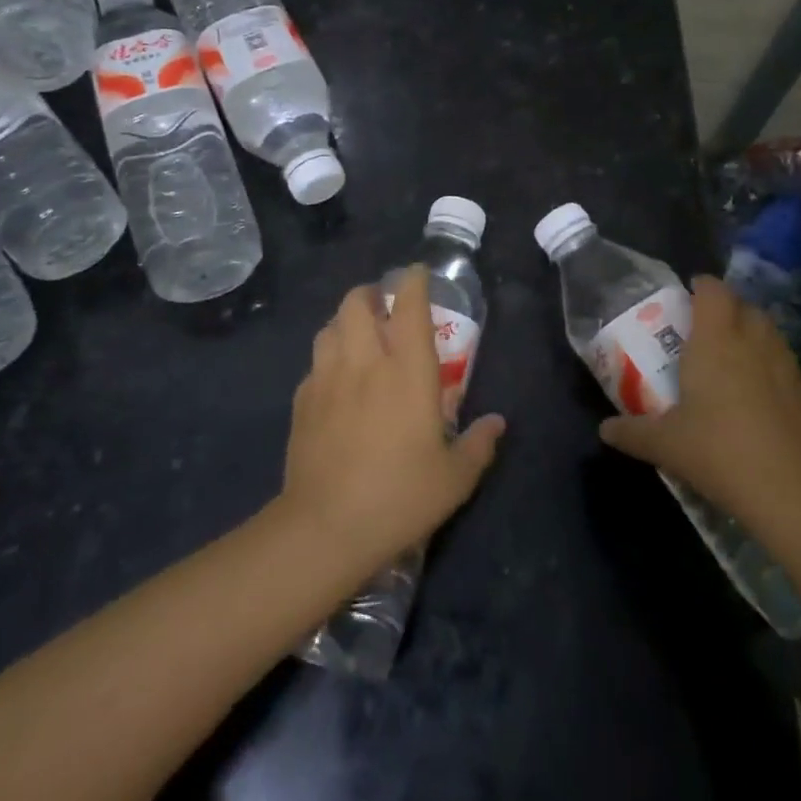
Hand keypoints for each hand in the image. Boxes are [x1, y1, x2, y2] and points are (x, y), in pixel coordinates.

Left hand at [280, 266, 505, 578]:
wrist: (325, 527)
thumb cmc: (400, 496)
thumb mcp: (454, 478)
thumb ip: (479, 444)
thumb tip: (497, 423)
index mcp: (408, 371)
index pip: (409, 306)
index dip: (413, 282)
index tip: (417, 273)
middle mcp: (366, 362)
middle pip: (357, 303)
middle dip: (370, 294)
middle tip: (383, 307)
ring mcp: (328, 379)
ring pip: (330, 326)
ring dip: (345, 321)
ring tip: (358, 336)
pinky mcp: (302, 401)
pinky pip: (314, 362)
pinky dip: (327, 357)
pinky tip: (335, 380)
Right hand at [599, 275, 800, 531]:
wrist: (791, 492)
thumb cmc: (718, 451)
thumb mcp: (665, 444)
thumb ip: (632, 432)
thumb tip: (604, 430)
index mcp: (716, 340)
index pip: (713, 290)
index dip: (701, 286)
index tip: (687, 295)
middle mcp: (753, 342)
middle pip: (744, 306)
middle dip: (727, 309)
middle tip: (705, 328)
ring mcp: (786, 367)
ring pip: (769, 333)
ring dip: (752, 334)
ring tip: (732, 357)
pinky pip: (785, 365)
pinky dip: (771, 367)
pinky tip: (759, 397)